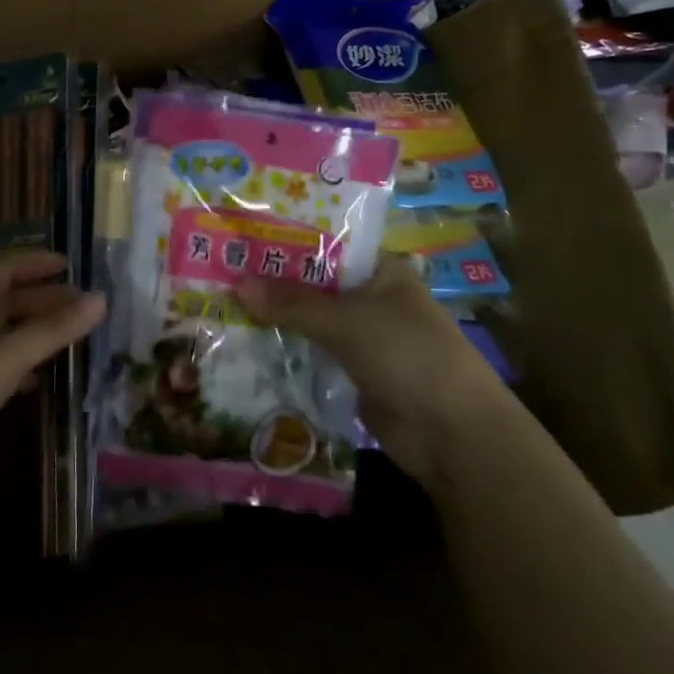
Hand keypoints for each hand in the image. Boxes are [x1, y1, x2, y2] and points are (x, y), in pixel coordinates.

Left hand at [0, 251, 104, 520]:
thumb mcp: (6, 355)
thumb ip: (53, 329)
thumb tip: (102, 298)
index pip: (4, 270)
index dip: (34, 263)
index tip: (68, 265)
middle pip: (5, 304)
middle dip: (42, 301)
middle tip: (82, 308)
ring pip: (0, 339)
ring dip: (32, 335)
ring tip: (69, 342)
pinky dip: (18, 371)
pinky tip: (35, 385)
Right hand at [235, 256, 506, 483]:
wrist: (454, 436)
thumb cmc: (408, 355)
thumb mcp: (347, 321)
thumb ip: (292, 303)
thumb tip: (236, 284)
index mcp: (380, 270)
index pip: (326, 244)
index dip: (286, 240)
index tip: (242, 236)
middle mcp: (371, 298)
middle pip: (314, 284)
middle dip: (273, 282)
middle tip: (220, 269)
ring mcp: (363, 338)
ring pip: (311, 320)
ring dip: (276, 317)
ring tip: (222, 303)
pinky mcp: (355, 373)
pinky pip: (314, 353)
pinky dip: (287, 349)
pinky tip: (247, 343)